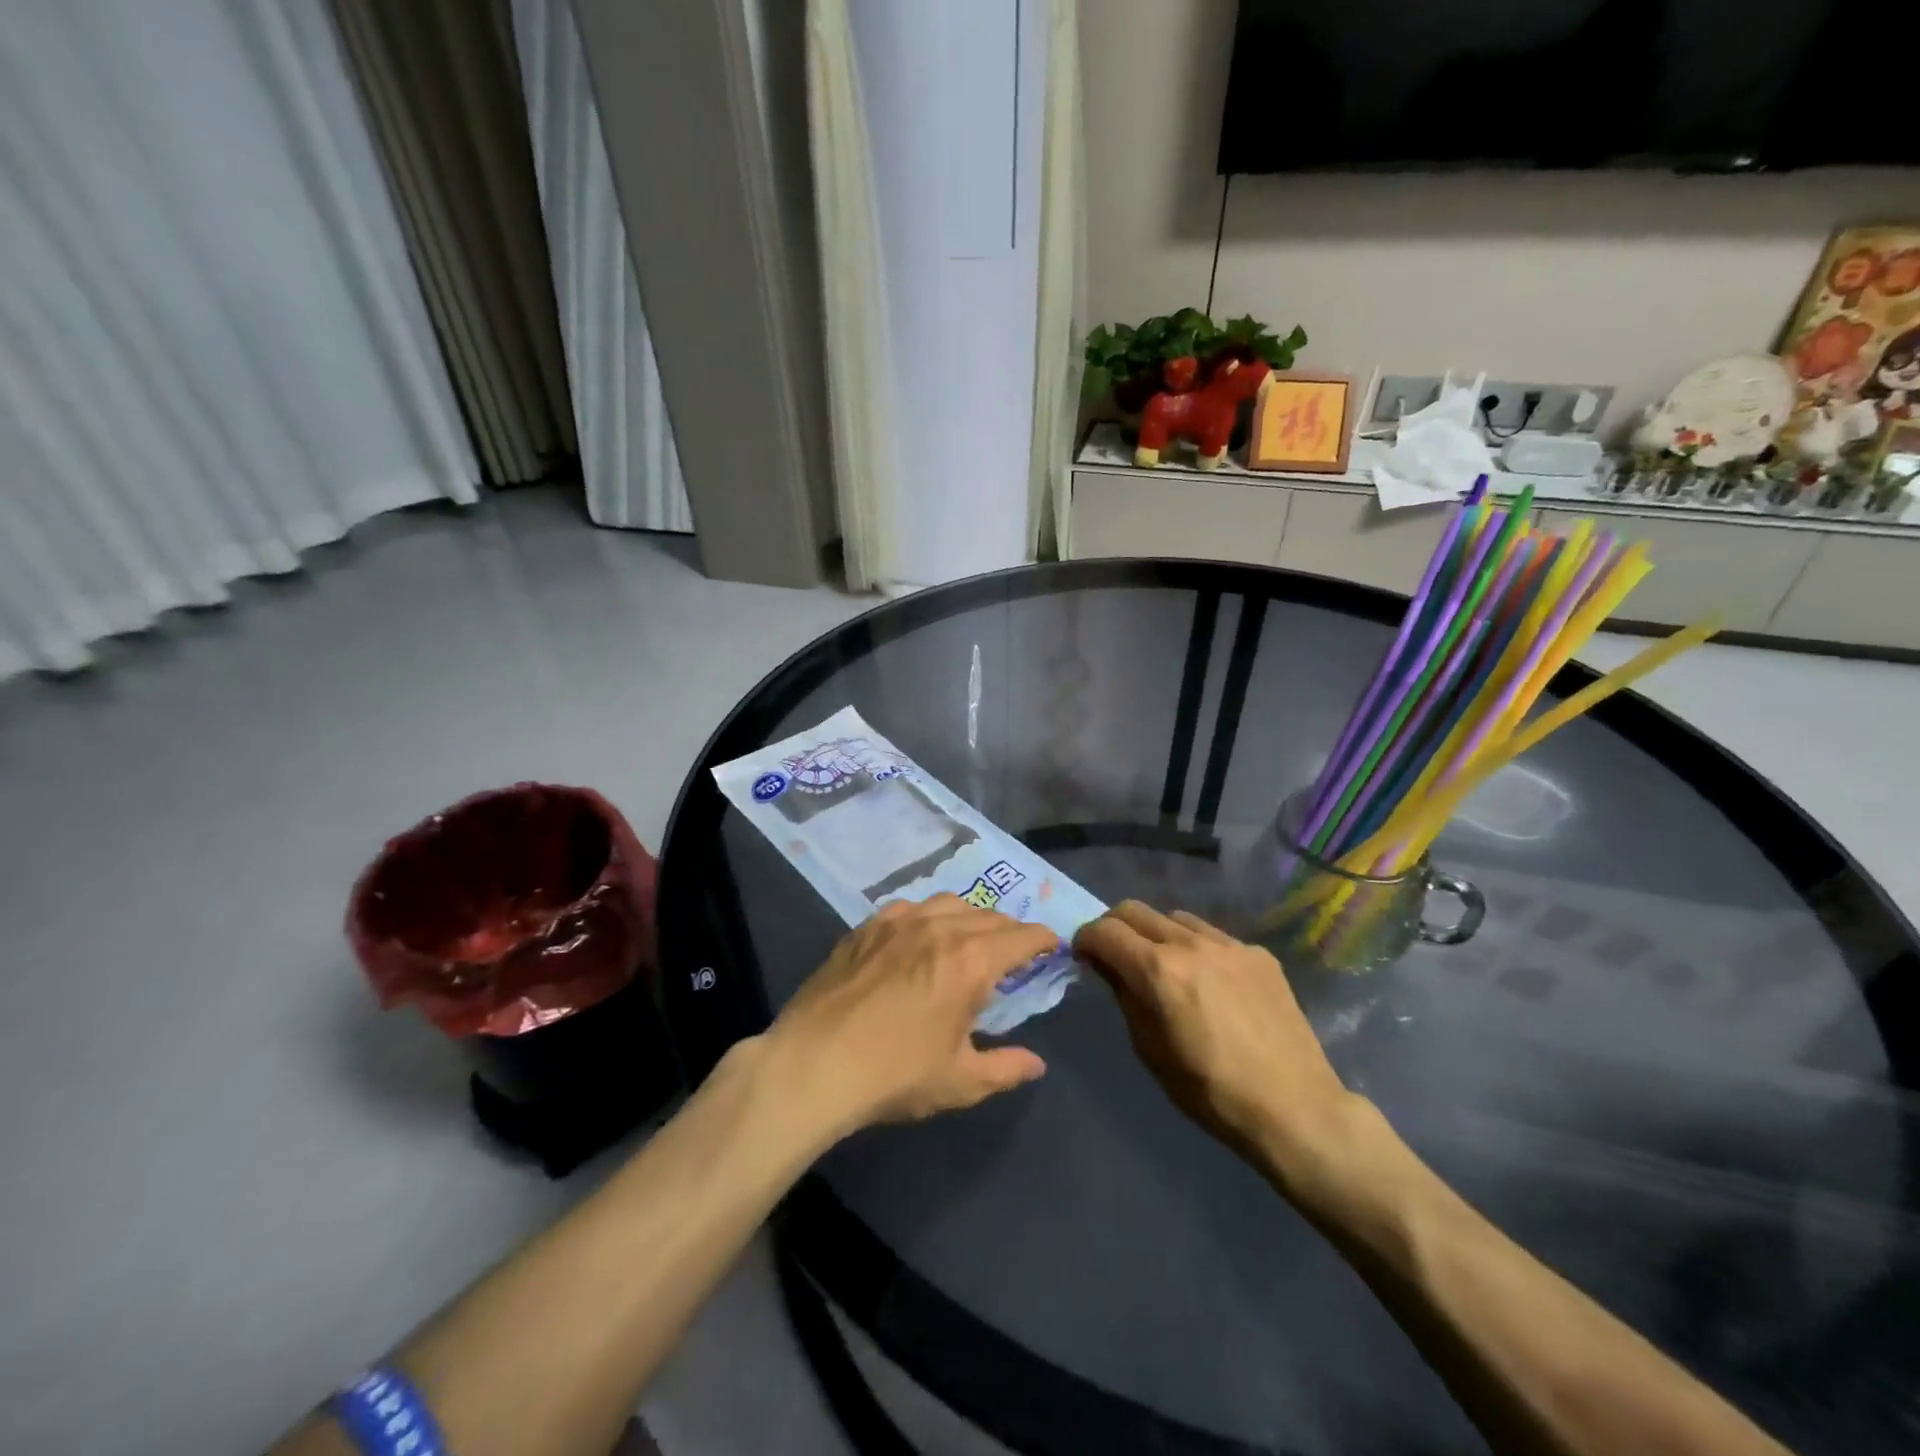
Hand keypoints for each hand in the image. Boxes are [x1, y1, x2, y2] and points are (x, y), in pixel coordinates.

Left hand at [763, 895, 1055, 1138]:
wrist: (814, 1064)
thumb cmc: (895, 1075)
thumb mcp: (960, 1081)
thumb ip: (1005, 1068)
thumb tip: (1036, 1064)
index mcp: (971, 961)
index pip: (1021, 936)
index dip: (1043, 938)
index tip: (1052, 945)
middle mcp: (940, 927)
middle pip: (989, 915)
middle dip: (1010, 930)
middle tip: (1015, 951)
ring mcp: (899, 921)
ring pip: (949, 903)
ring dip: (971, 916)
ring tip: (970, 938)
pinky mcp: (867, 926)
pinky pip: (909, 907)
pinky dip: (928, 915)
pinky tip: (920, 934)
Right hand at [1074, 901, 1358, 1172]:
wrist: (1295, 1109)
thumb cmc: (1210, 1092)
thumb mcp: (1150, 1050)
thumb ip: (1125, 997)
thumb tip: (1108, 967)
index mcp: (1158, 971)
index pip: (1104, 930)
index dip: (1085, 940)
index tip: (1084, 957)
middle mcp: (1191, 944)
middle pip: (1135, 910)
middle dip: (1114, 927)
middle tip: (1115, 955)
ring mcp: (1229, 945)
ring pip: (1175, 918)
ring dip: (1156, 934)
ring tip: (1164, 966)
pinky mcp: (1258, 954)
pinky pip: (1213, 936)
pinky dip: (1196, 948)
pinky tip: (1209, 982)